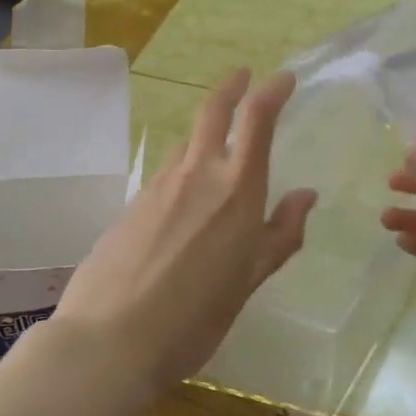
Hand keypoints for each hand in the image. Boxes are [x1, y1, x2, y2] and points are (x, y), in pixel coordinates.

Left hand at [52, 69, 316, 400]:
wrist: (110, 340)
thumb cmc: (196, 317)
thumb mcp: (250, 280)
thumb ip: (281, 234)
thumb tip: (305, 196)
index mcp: (235, 191)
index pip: (256, 120)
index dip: (272, 91)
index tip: (283, 78)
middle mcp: (196, 175)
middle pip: (212, 112)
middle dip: (230, 87)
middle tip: (242, 75)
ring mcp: (157, 187)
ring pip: (184, 144)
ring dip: (203, 136)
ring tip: (215, 152)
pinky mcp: (130, 205)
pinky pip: (163, 175)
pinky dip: (181, 172)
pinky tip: (181, 206)